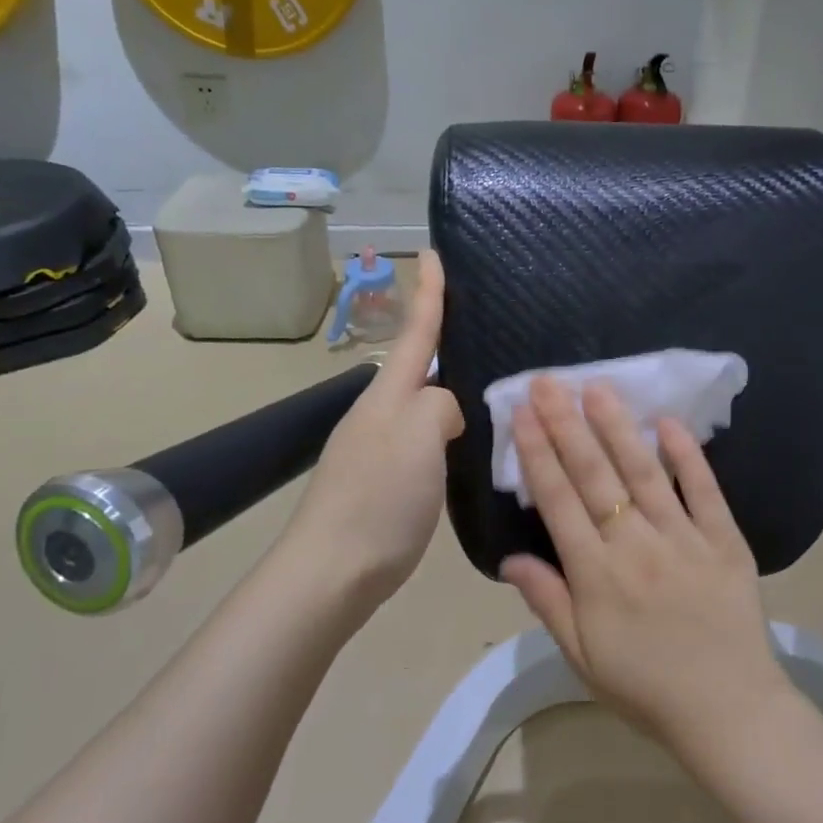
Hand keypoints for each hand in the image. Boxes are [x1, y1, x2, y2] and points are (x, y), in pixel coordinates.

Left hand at [282, 251, 463, 606]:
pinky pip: (423, 441)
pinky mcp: (385, 482)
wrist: (334, 570)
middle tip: (485, 328)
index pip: (415, 333)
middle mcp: (379, 414)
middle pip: (416, 367)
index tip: (433, 252)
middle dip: (444, 342)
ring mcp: (378, 449)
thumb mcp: (418, 437)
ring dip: (449, 392)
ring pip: (422, 406)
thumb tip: (446, 410)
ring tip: (488, 388)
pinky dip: (446, 433)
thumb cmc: (379, 498)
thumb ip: (439, 406)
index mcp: (387, 396)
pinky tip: (466, 445)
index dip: (428, 293)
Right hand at [499, 378, 790, 753]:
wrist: (728, 711)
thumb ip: (547, 602)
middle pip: (594, 475)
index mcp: (596, 574)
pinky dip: (688, 456)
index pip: (558, 500)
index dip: (537, 452)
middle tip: (549, 382)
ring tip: (597, 388)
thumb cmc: (645, 687)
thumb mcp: (582, 655)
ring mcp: (684, 538)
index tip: (522, 413)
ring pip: (643, 472)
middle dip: (566, 424)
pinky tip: (669, 424)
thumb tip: (509, 557)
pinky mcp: (725, 541)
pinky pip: (704, 491)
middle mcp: (635, 545)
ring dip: (618, 427)